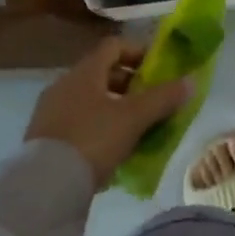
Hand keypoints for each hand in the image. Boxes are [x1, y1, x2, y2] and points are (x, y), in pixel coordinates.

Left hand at [25, 37, 191, 186]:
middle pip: (102, 74)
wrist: (43, 189)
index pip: (114, 46)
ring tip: (135, 128)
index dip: (139, 52)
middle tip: (150, 100)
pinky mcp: (43, 140)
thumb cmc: (92, 140)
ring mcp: (49, 113)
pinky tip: (111, 149)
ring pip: (89, 100)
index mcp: (84, 72)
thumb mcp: (134, 118)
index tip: (158, 68)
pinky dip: (97, 128)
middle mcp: (63, 85)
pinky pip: (77, 123)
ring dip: (114, 108)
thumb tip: (191, 81)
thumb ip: (163, 98)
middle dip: (129, 84)